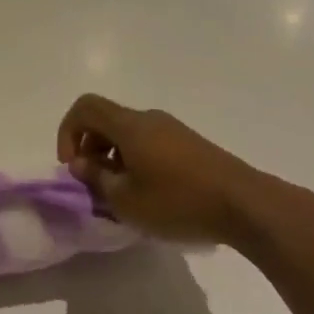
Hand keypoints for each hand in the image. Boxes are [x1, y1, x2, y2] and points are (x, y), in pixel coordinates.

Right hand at [57, 94, 266, 245]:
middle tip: (94, 185)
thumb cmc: (178, 201)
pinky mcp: (189, 145)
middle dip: (90, 149)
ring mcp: (172, 130)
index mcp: (129, 126)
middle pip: (105, 121)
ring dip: (113, 159)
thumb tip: (81, 164)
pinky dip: (135, 162)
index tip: (73, 166)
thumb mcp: (126, 200)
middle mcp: (149, 119)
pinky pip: (149, 144)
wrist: (245, 205)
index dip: (68, 132)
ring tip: (121, 195)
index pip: (85, 107)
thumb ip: (96, 179)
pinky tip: (148, 195)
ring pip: (127, 134)